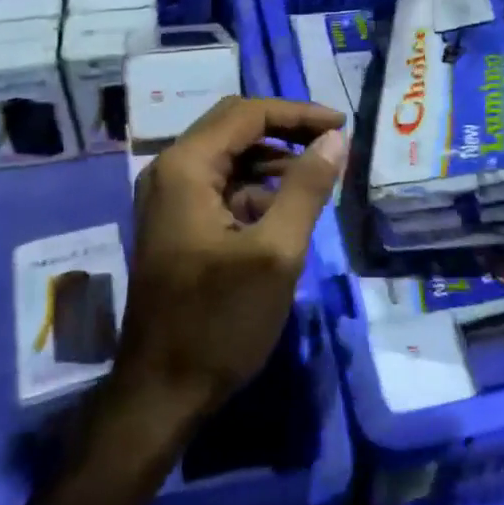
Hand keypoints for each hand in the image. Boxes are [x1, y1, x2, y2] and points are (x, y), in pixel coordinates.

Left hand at [110, 97, 346, 439]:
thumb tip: (334, 139)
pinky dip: (255, 187)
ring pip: (228, 156)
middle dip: (286, 130)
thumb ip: (306, 188)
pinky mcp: (176, 224)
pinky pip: (220, 186)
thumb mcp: (277, 253)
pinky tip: (286, 209)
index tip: (341, 124)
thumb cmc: (219, 321)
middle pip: (233, 127)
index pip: (246, 113)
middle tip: (332, 142)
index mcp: (185, 168)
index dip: (297, 113)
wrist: (162, 391)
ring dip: (273, 159)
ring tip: (320, 175)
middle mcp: (169, 172)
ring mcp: (168, 199)